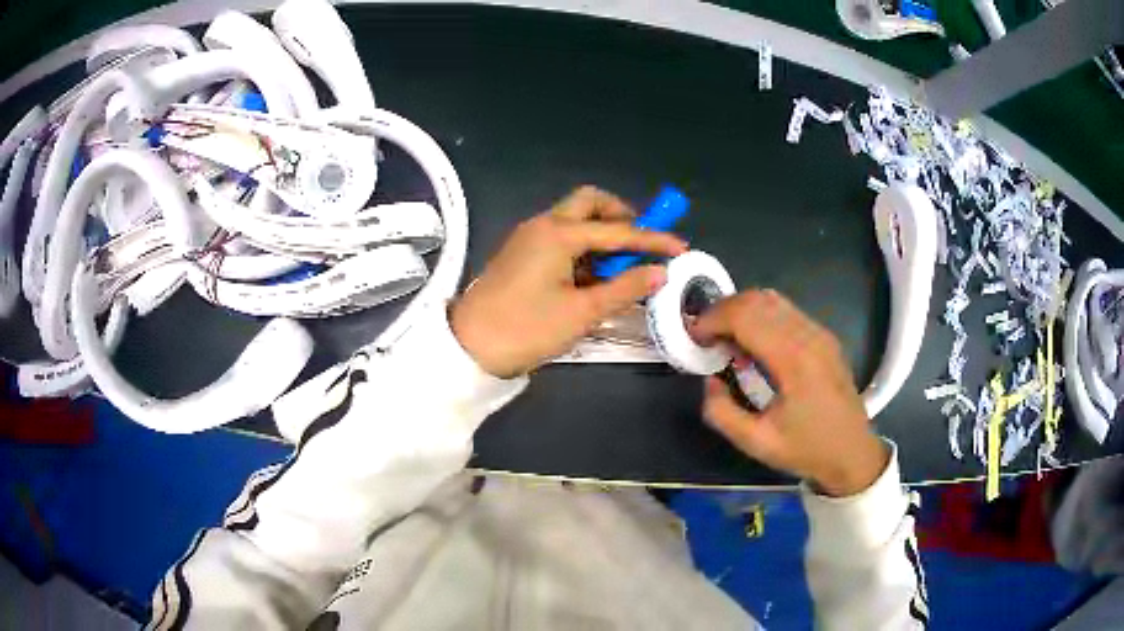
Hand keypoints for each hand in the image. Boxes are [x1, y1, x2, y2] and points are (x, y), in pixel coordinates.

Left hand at [451, 186, 687, 377]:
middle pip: (590, 203)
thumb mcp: (582, 312)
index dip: (653, 240)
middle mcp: (544, 225)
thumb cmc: (527, 328)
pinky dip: (583, 249)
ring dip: (602, 235)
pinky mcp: (522, 253)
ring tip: (621, 269)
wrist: (469, 347)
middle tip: (641, 244)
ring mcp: (529, 237)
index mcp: (559, 234)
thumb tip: (659, 272)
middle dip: (621, 217)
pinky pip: (561, 238)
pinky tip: (594, 278)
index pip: (618, 230)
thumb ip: (624, 288)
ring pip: (574, 220)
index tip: (681, 247)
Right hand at [693, 290, 888, 496]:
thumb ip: (722, 412)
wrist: (853, 453)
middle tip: (705, 336)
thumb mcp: (756, 442)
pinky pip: (786, 311)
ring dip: (742, 310)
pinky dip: (761, 316)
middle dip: (723, 310)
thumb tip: (710, 380)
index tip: (694, 338)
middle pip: (757, 299)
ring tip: (726, 338)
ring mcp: (819, 333)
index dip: (712, 320)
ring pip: (772, 299)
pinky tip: (754, 344)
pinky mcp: (824, 336)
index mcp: (793, 360)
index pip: (745, 316)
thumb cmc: (806, 450)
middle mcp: (809, 335)